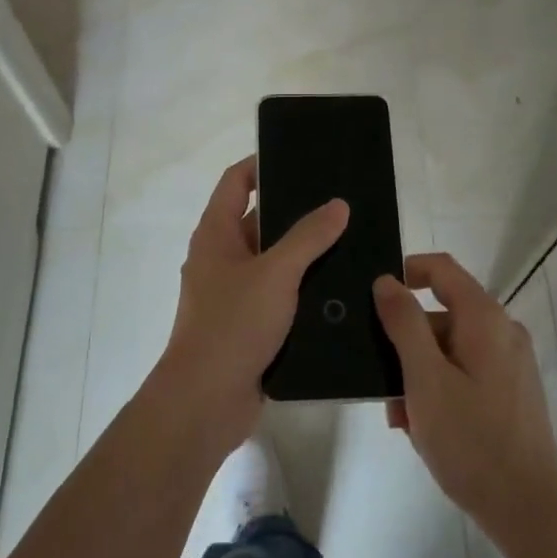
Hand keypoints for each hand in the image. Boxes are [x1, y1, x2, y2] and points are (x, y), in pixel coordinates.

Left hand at [149, 156, 348, 456]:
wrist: (205, 402)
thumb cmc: (233, 324)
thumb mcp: (275, 273)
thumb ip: (308, 237)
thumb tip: (338, 204)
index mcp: (216, 234)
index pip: (236, 182)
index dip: (261, 164)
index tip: (299, 156)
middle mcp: (222, 258)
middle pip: (259, 220)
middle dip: (296, 210)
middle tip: (340, 200)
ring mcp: (234, 293)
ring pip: (274, 261)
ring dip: (304, 252)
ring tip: (351, 239)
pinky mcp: (249, 325)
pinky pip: (279, 295)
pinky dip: (303, 288)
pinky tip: (340, 287)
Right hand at [373, 255, 556, 541]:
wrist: (528, 509)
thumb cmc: (471, 440)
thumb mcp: (425, 378)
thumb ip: (403, 323)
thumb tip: (386, 281)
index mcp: (484, 318)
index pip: (441, 269)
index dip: (406, 272)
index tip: (374, 299)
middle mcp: (502, 331)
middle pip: (442, 314)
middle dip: (406, 343)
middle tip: (382, 383)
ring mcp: (510, 363)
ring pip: (450, 349)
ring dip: (419, 373)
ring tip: (402, 417)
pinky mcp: (511, 391)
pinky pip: (466, 373)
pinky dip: (440, 389)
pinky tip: (424, 429)